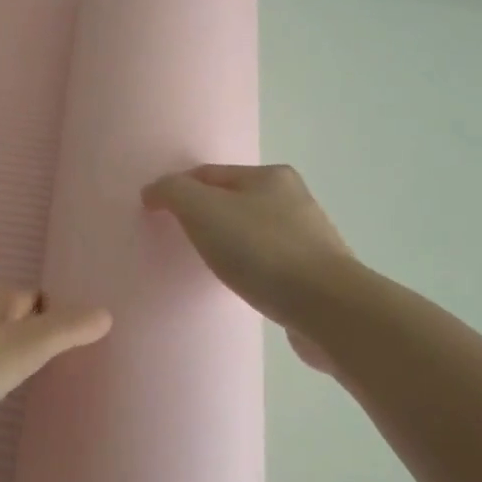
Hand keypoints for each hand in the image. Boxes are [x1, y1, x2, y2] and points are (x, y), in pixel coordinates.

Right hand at [142, 164, 354, 372]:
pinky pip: (270, 263)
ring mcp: (309, 237)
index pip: (209, 173)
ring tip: (208, 265)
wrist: (327, 308)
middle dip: (205, 216)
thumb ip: (173, 193)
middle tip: (179, 239)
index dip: (178, 189)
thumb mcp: (203, 210)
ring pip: (253, 232)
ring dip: (229, 243)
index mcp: (270, 176)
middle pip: (233, 201)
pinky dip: (251, 268)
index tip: (154, 213)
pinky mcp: (315, 274)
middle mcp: (293, 199)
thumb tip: (154, 191)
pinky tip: (242, 285)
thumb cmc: (261, 251)